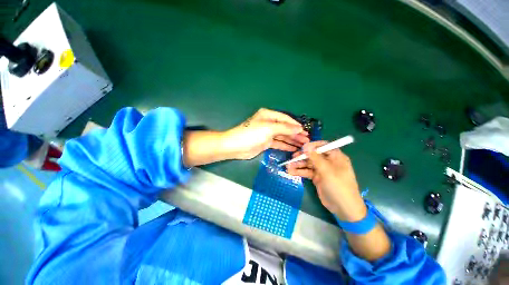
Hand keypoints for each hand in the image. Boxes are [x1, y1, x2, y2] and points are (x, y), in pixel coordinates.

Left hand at [223, 108, 309, 159]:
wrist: (236, 146)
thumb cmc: (252, 134)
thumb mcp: (269, 128)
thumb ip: (285, 128)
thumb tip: (299, 128)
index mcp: (268, 115)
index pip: (285, 119)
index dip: (295, 125)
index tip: (305, 131)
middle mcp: (269, 123)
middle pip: (285, 128)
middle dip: (296, 134)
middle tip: (307, 140)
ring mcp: (267, 133)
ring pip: (283, 136)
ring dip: (292, 140)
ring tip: (303, 145)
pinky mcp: (266, 142)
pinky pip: (278, 143)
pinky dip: (285, 145)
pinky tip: (293, 148)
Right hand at [287, 141, 366, 221]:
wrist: (343, 208)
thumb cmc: (338, 186)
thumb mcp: (327, 170)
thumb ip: (315, 157)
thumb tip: (306, 146)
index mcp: (335, 157)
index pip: (323, 146)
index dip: (312, 146)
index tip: (302, 148)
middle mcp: (328, 161)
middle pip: (313, 155)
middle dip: (302, 156)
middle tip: (292, 157)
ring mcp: (322, 170)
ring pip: (308, 164)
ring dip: (298, 165)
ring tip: (288, 166)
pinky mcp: (317, 177)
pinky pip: (307, 172)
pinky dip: (299, 172)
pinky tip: (291, 172)